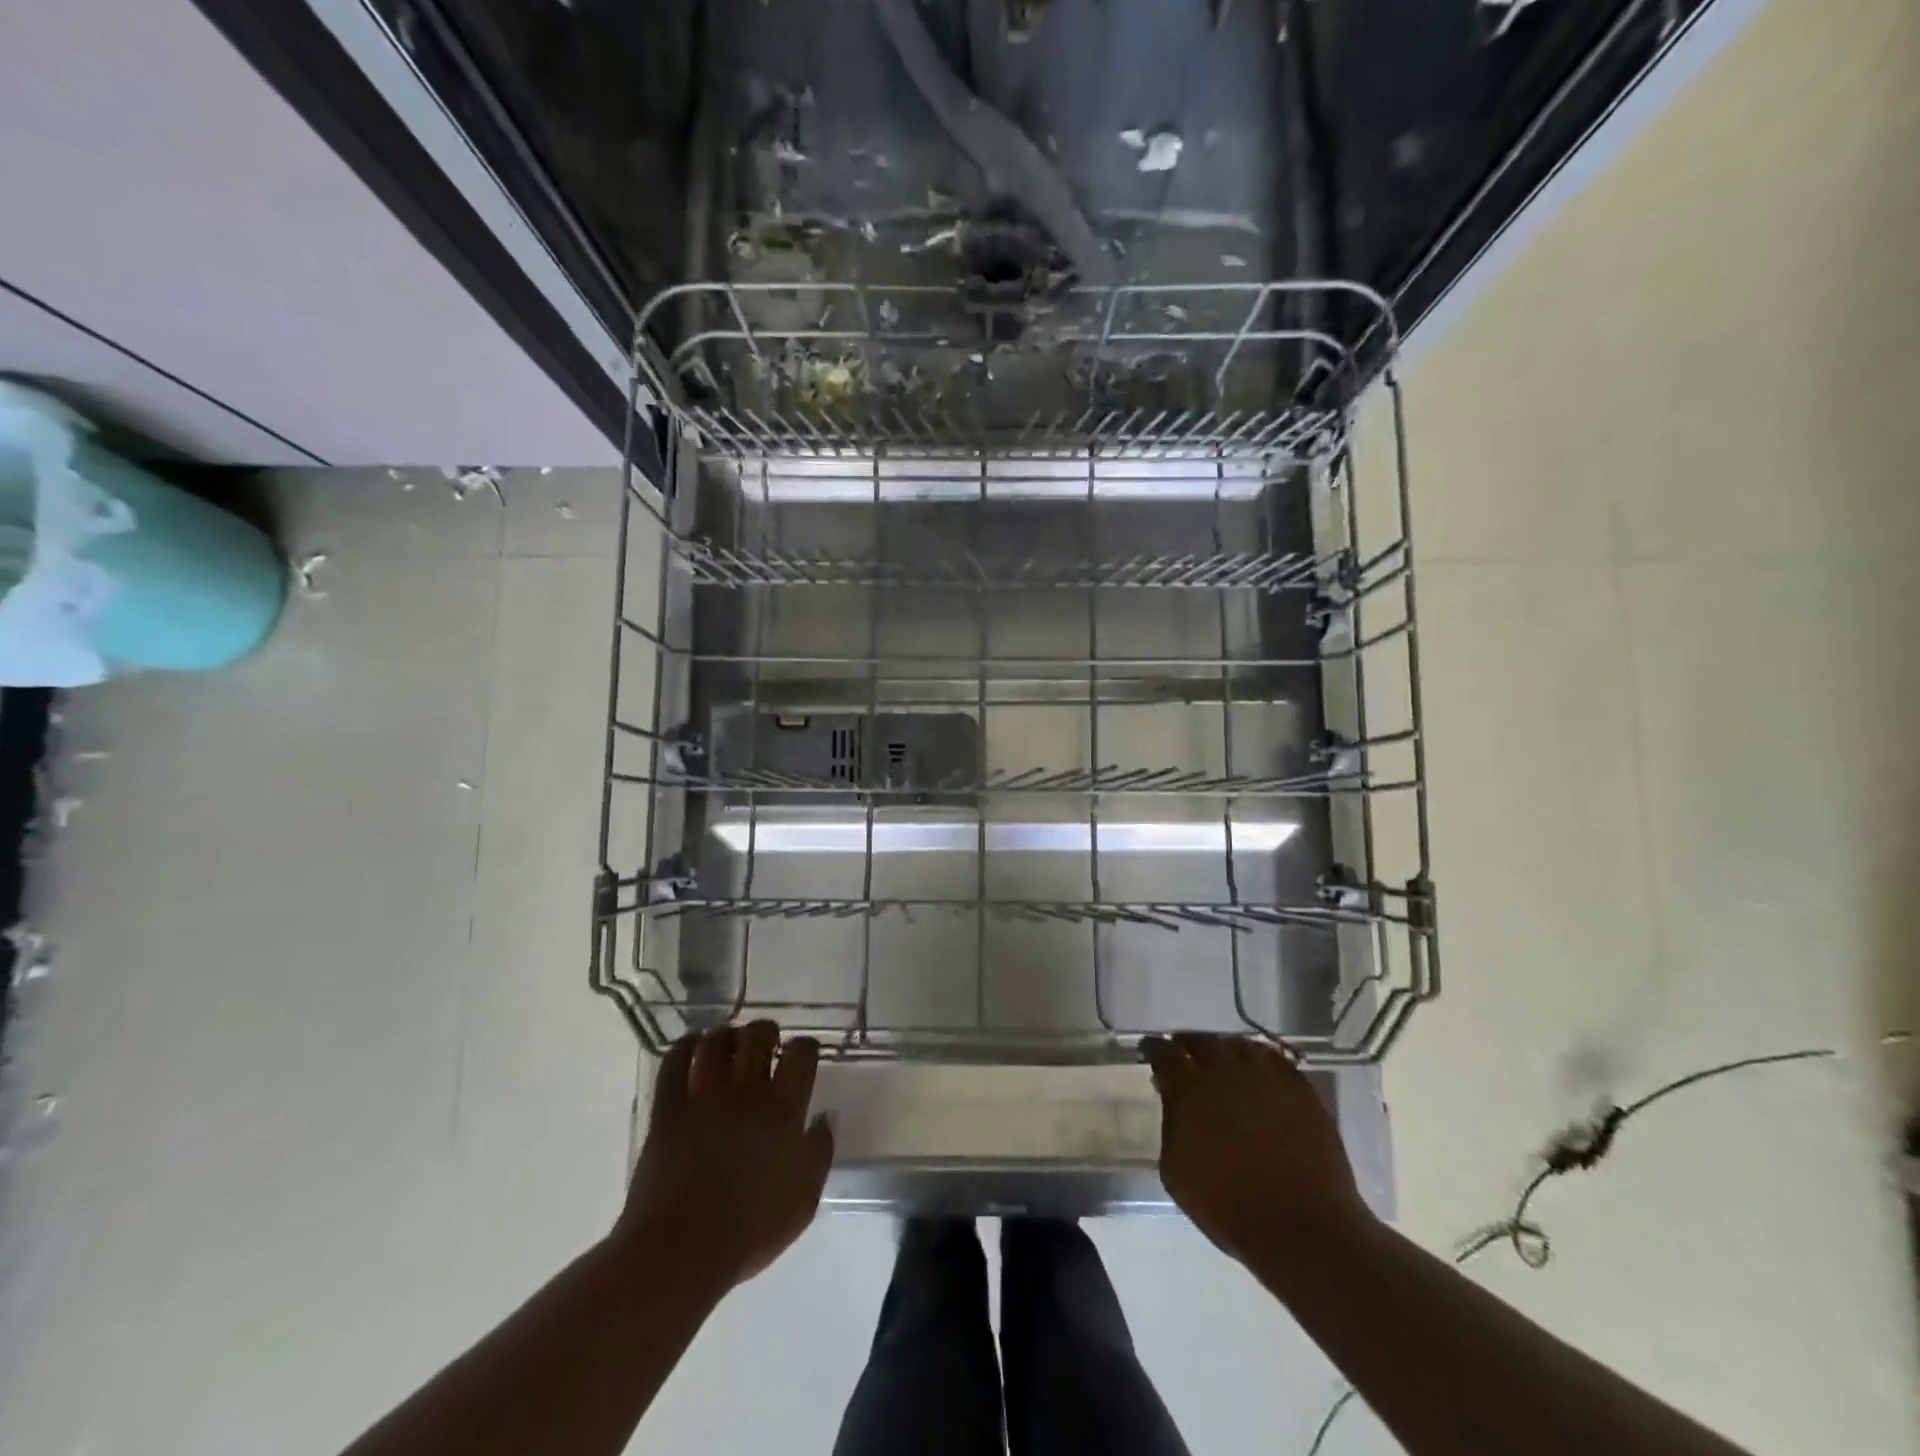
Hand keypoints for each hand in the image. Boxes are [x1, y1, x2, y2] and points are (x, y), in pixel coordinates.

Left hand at [615, 1023, 833, 1293]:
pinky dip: (684, 1046)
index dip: (806, 1046)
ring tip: (730, 1044)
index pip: (801, 1053)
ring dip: (727, 1036)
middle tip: (767, 1044)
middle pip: (758, 1035)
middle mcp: (746, 1091)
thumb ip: (820, 1152)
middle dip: (765, 1032)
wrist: (680, 1252)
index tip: (804, 1055)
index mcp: (783, 1109)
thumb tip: (825, 1116)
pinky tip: (691, 1047)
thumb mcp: (804, 1201)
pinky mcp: (668, 1109)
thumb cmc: (750, 1231)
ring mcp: (704, 1096)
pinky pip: (673, 1063)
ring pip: (716, 1042)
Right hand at [1145, 1033, 1370, 1265]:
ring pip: (1239, 1046)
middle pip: (1201, 1040)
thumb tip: (1174, 1100)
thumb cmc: (1229, 1207)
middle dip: (1190, 1046)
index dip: (1155, 1050)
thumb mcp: (1176, 1171)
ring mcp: (1266, 1076)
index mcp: (1190, 1089)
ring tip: (1225, 1067)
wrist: (1302, 1230)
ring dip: (1226, 1052)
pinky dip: (1261, 1062)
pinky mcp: (1300, 1088)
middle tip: (1188, 1058)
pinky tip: (1260, 1077)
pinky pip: (1275, 1060)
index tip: (1153, 1053)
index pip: (1164, 1052)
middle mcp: (1225, 1071)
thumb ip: (1170, 1125)